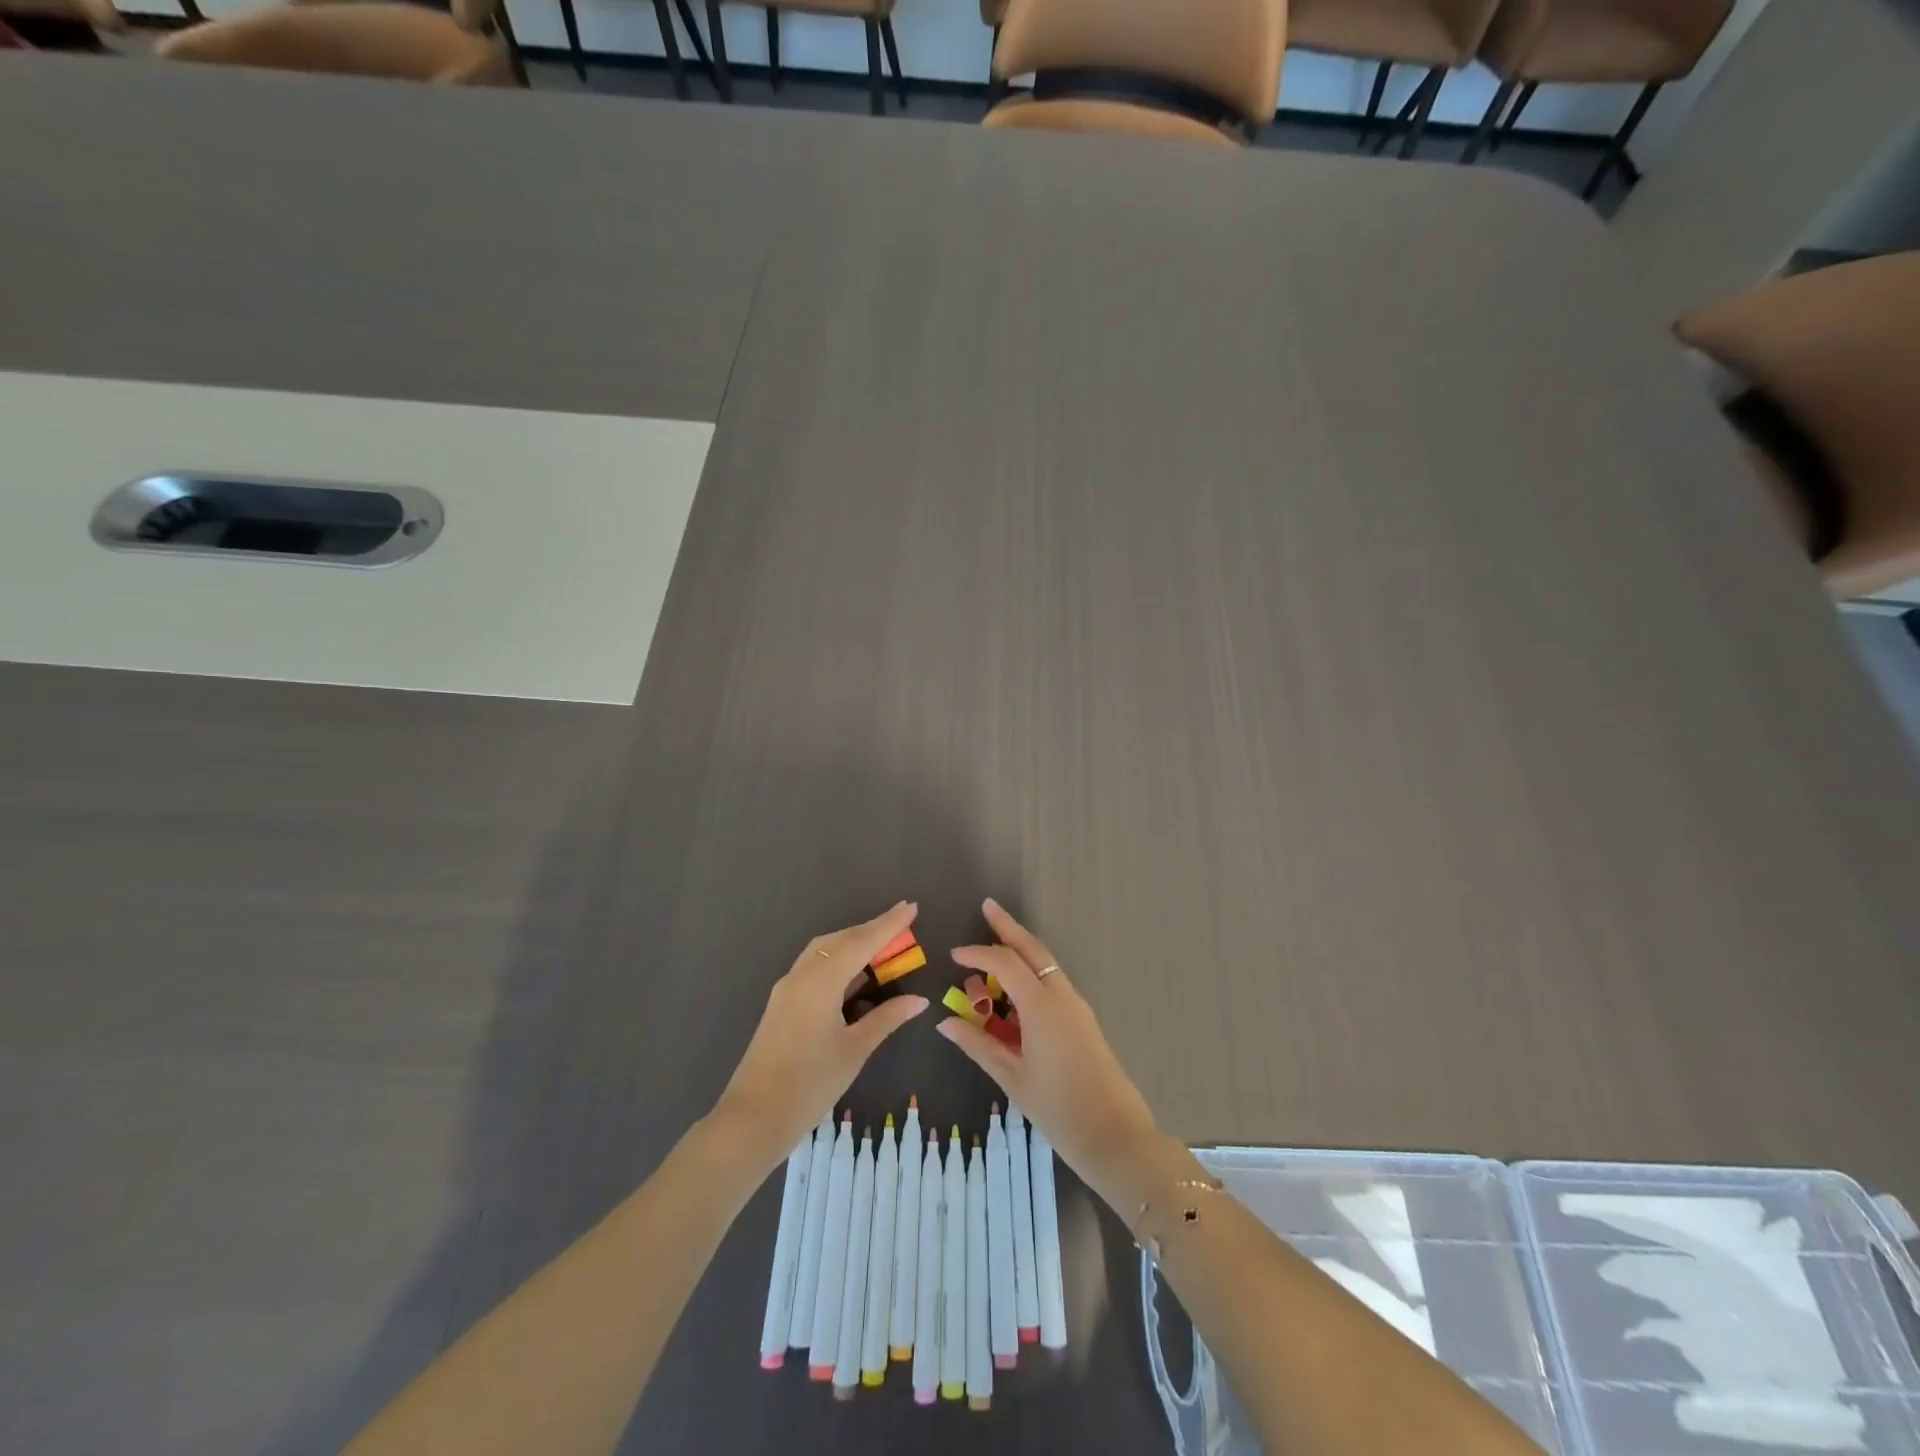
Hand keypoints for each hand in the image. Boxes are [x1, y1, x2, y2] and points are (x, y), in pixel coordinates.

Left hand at [713, 902, 928, 1163]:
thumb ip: (886, 1018)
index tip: (911, 906)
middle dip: (871, 930)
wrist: (753, 1119)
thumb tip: (919, 1000)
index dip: (888, 925)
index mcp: (820, 982)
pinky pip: (814, 968)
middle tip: (902, 926)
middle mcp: (801, 976)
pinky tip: (855, 976)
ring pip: (824, 951)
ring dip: (853, 944)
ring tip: (883, 948)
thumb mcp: (855, 1050)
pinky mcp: (782, 1004)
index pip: (861, 943)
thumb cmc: (809, 1085)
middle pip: (840, 940)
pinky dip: (838, 962)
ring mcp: (787, 989)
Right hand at [937, 899, 1157, 1188]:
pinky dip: (1032, 975)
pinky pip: (1053, 984)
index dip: (978, 954)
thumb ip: (978, 1045)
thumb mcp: (1012, 1078)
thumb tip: (945, 1022)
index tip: (954, 955)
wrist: (1117, 1137)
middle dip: (1009, 927)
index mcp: (1042, 1007)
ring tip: (994, 948)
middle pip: (1033, 950)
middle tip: (988, 906)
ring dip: (1021, 951)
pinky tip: (1015, 991)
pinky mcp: (1083, 1020)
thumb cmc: (1059, 1110)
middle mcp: (1062, 997)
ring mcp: (1077, 1007)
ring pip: (1046, 965)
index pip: (1005, 963)